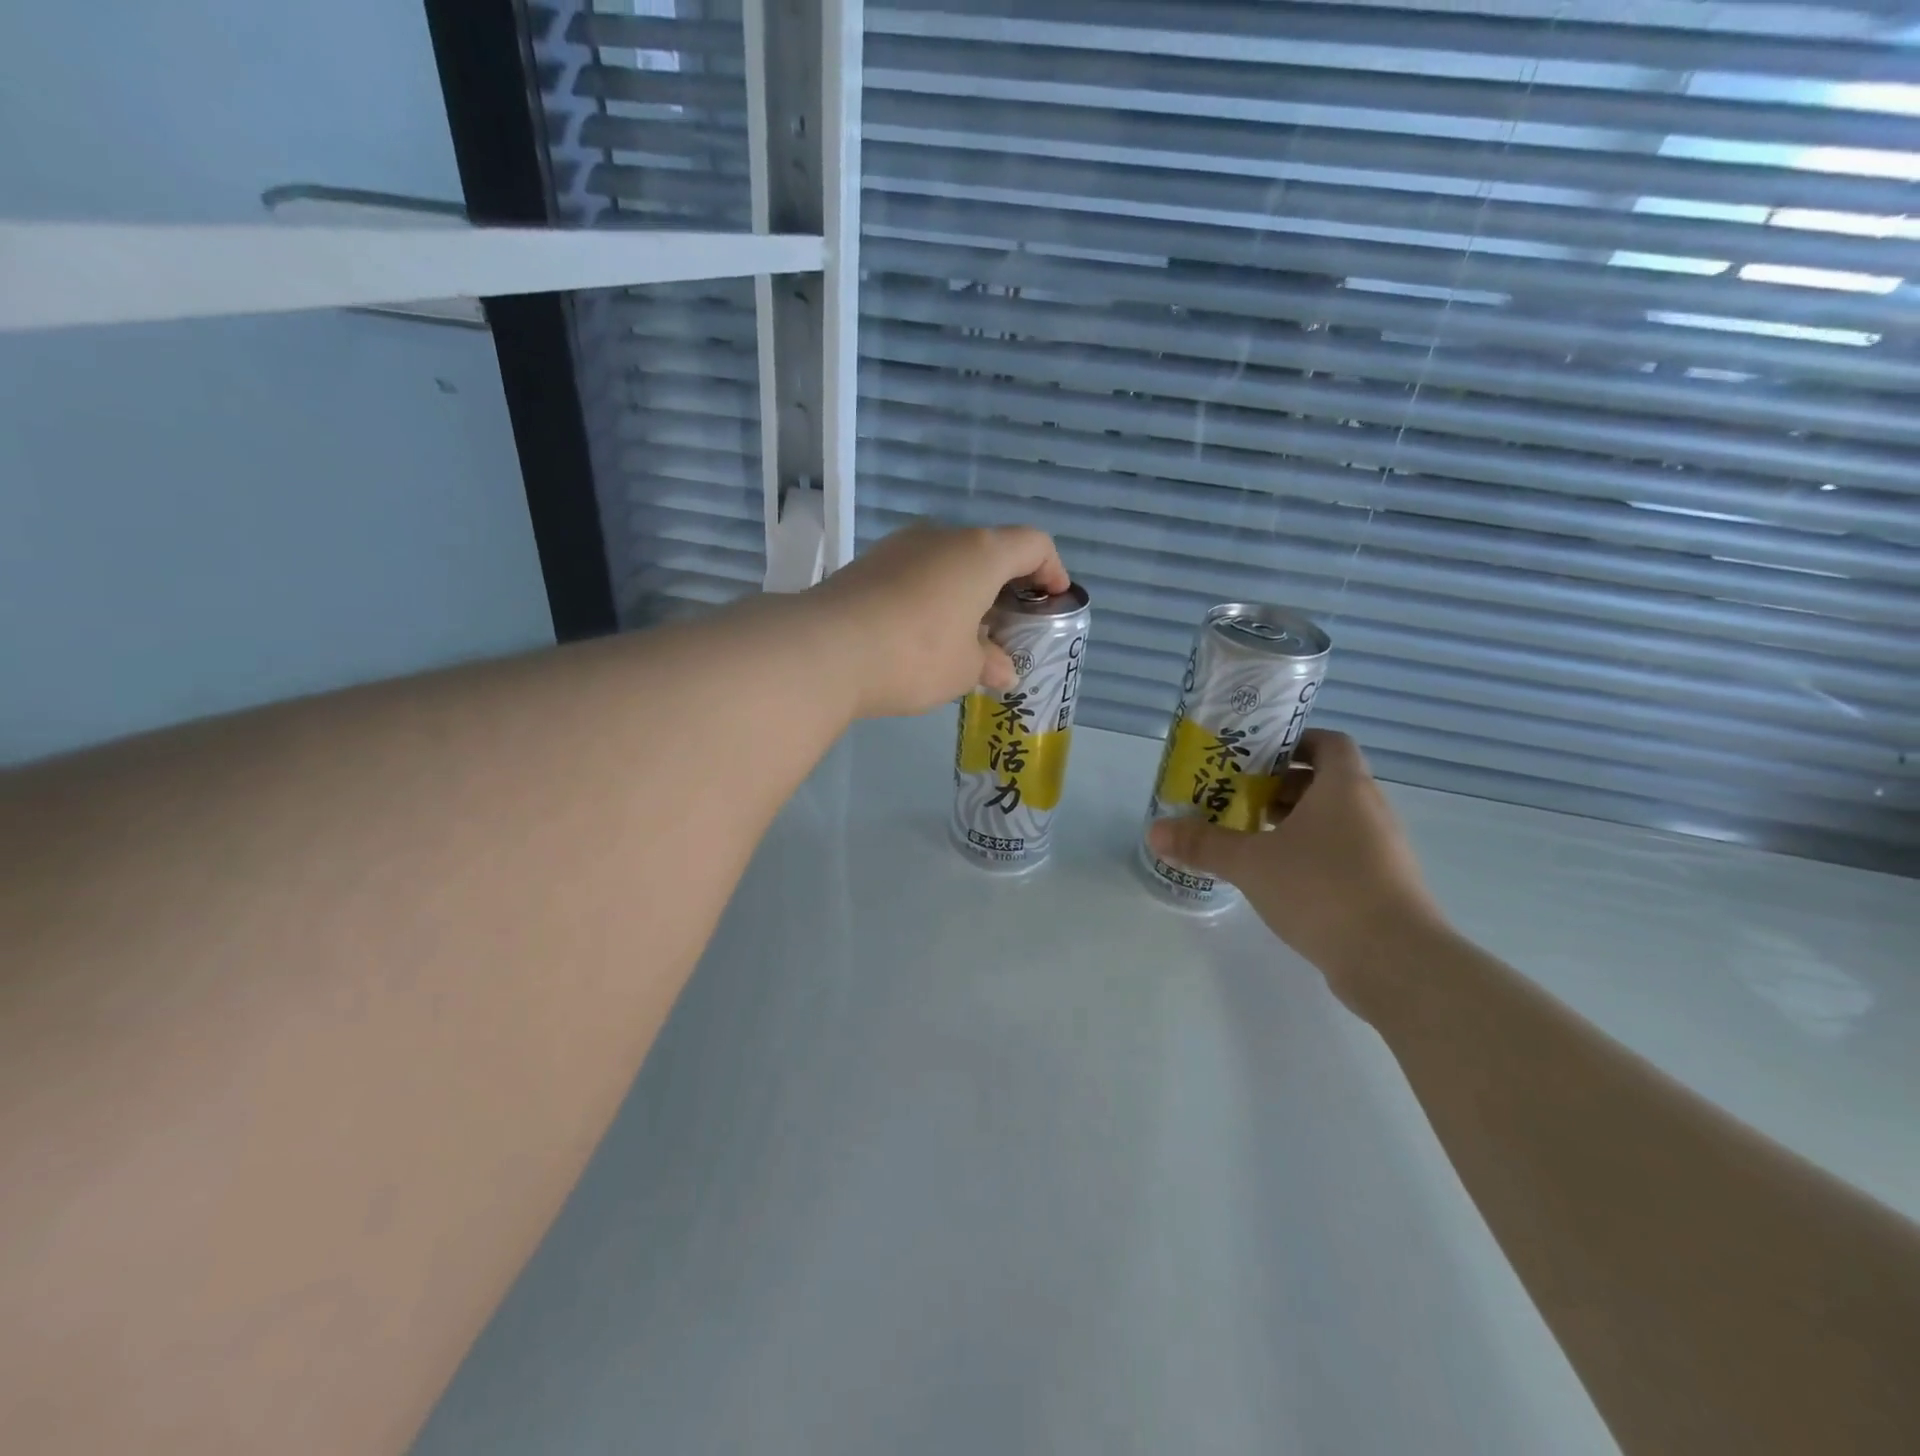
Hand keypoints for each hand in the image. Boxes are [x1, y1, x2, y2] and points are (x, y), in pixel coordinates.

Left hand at [804, 524, 1070, 718]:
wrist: (825, 650)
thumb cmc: (915, 655)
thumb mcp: (964, 669)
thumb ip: (990, 663)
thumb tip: (1002, 669)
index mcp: (979, 553)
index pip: (1033, 544)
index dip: (1051, 569)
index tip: (1052, 601)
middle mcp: (941, 537)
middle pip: (989, 550)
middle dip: (1006, 587)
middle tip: (1009, 627)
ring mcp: (899, 547)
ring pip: (949, 561)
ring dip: (966, 592)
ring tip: (966, 637)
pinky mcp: (867, 564)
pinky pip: (916, 573)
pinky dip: (932, 595)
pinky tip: (924, 635)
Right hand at [1146, 730, 1447, 1010]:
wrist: (1395, 961)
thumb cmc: (1322, 889)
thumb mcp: (1250, 863)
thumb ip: (1203, 845)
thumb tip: (1155, 831)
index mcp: (1344, 787)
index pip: (1328, 742)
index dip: (1294, 743)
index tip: (1257, 758)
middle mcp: (1370, 810)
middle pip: (1326, 781)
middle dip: (1282, 787)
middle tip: (1239, 798)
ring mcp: (1382, 850)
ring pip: (1335, 820)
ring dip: (1295, 822)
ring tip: (1251, 838)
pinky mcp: (1384, 885)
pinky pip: (1344, 853)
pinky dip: (1312, 854)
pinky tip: (1279, 878)